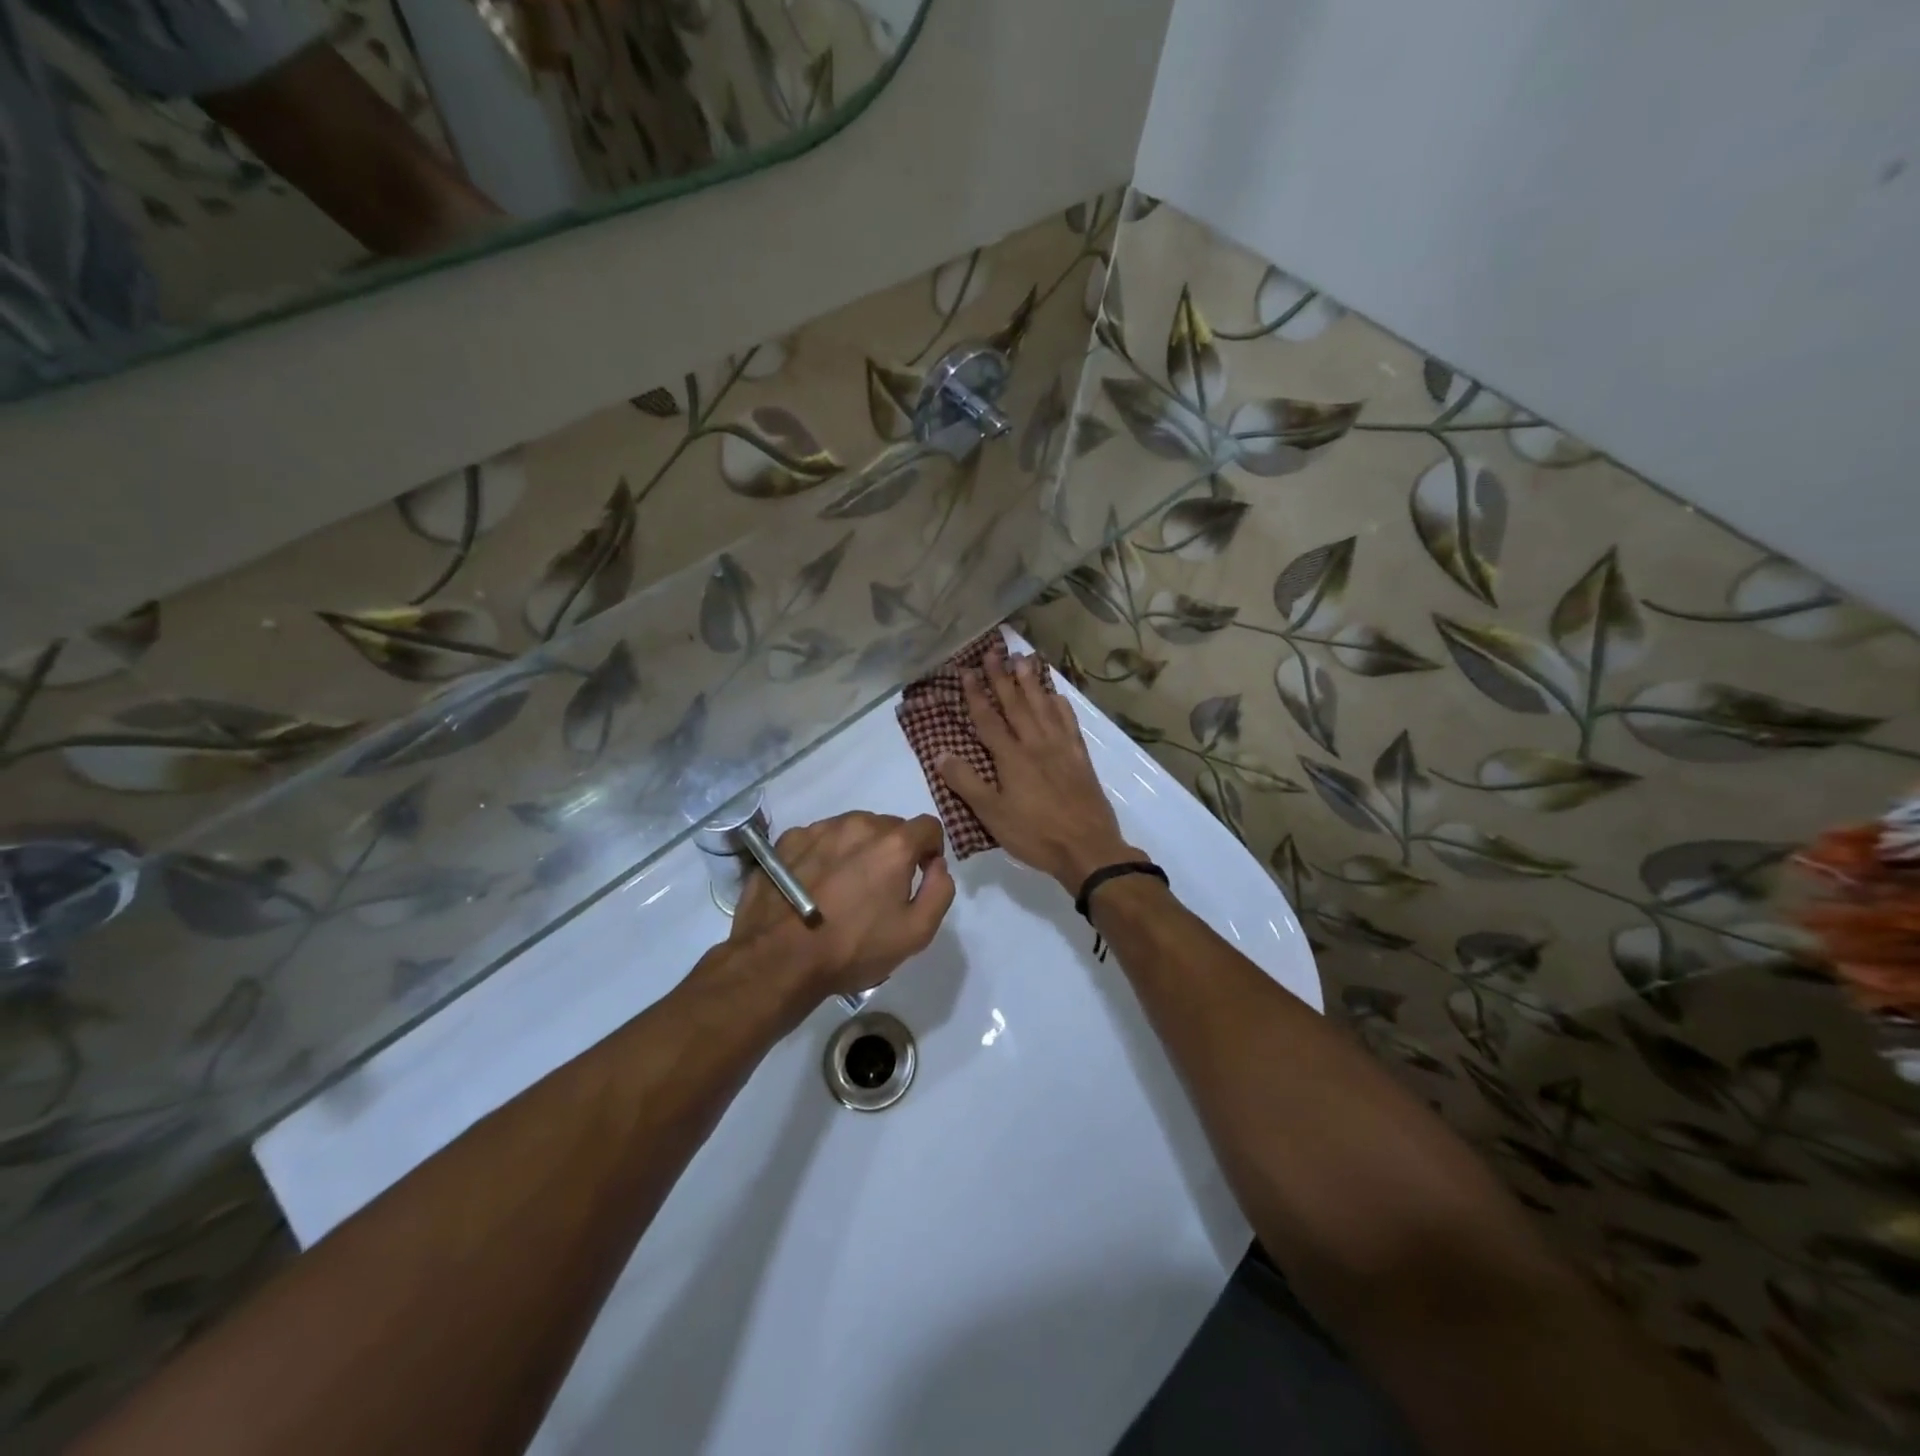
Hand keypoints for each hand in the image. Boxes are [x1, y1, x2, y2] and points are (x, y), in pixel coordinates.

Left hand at [727, 811, 955, 1004]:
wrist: (778, 960)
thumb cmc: (853, 948)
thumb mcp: (915, 933)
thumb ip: (940, 891)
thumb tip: (937, 865)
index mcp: (893, 844)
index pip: (928, 826)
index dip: (930, 850)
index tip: (919, 874)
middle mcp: (858, 825)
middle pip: (889, 827)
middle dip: (892, 851)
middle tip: (879, 888)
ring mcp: (819, 829)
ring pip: (852, 829)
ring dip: (857, 849)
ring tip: (843, 887)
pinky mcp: (788, 840)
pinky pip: (819, 838)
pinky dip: (824, 854)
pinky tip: (814, 885)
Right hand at [935, 642, 1139, 892]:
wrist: (1088, 848)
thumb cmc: (1034, 834)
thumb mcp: (992, 814)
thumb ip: (966, 783)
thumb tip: (940, 754)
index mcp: (1011, 757)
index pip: (988, 719)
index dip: (976, 695)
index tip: (967, 671)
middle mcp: (1036, 744)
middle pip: (1016, 705)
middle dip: (1003, 678)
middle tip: (994, 651)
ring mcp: (1061, 749)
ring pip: (1044, 707)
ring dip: (1031, 683)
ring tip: (1023, 659)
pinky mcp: (1080, 758)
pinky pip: (1069, 724)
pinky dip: (1061, 706)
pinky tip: (1057, 695)